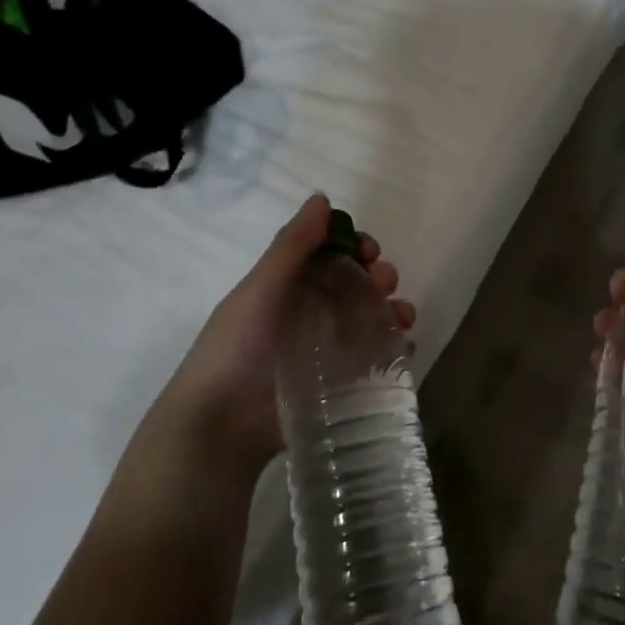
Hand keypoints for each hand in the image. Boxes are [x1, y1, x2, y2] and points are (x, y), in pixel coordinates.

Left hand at [149, 194, 414, 479]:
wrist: (220, 426)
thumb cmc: (237, 347)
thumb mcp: (261, 289)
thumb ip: (292, 245)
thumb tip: (323, 198)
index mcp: (286, 286)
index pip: (329, 254)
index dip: (353, 246)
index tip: (370, 250)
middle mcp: (306, 312)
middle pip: (354, 284)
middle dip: (377, 276)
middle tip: (385, 283)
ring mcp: (322, 350)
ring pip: (368, 319)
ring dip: (391, 310)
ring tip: (401, 318)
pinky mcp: (335, 385)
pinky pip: (372, 359)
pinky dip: (392, 349)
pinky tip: (403, 348)